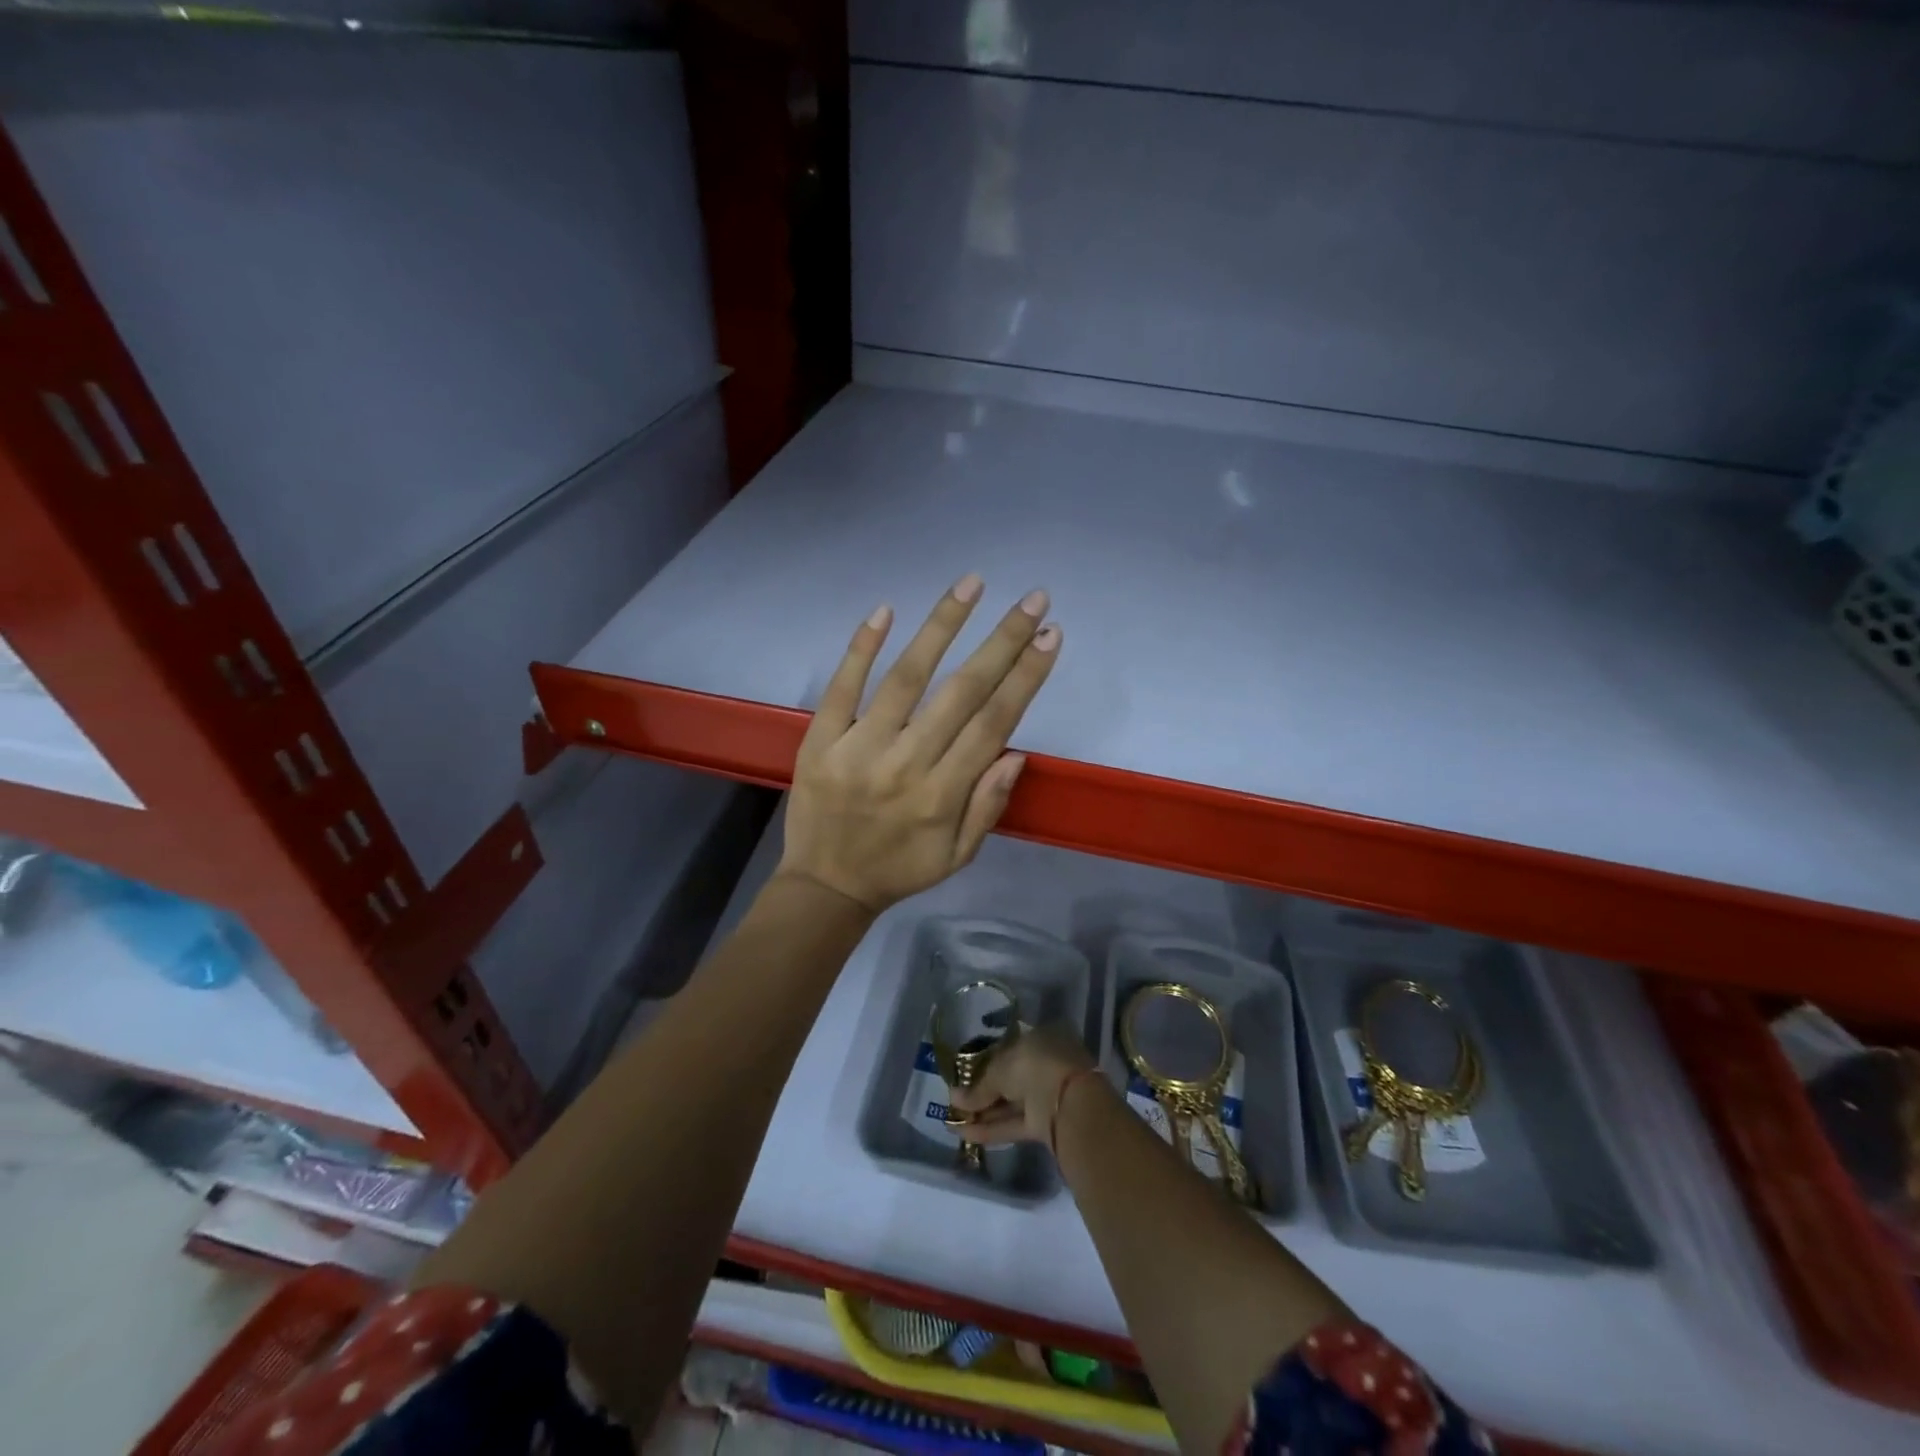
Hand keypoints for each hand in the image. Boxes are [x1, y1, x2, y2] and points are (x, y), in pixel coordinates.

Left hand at [774, 575, 1060, 914]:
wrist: (824, 886)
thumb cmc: (899, 869)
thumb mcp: (957, 855)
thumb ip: (988, 804)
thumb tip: (1016, 751)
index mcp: (942, 795)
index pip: (993, 723)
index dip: (1025, 677)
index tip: (1050, 636)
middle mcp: (905, 764)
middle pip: (961, 692)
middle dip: (1002, 641)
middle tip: (1033, 600)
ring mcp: (858, 748)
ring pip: (905, 678)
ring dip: (941, 626)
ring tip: (972, 584)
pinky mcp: (820, 739)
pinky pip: (841, 687)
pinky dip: (861, 648)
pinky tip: (884, 610)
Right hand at [946, 1023, 1097, 1145]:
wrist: (1070, 1104)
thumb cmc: (1035, 1066)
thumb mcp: (1000, 1068)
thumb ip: (978, 1086)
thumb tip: (955, 1099)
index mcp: (1041, 1038)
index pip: (1009, 1048)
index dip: (985, 1061)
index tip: (965, 1074)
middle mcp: (1045, 1063)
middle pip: (1010, 1078)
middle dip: (983, 1091)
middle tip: (955, 1100)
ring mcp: (1047, 1094)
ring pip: (1011, 1102)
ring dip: (984, 1112)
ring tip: (953, 1118)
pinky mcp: (1045, 1123)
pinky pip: (1014, 1123)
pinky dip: (991, 1129)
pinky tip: (964, 1133)